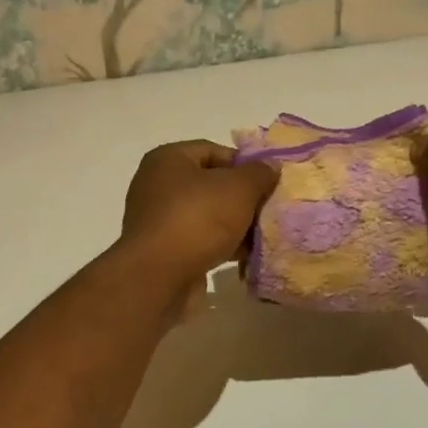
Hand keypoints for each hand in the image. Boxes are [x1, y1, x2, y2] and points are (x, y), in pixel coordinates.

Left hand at [118, 141, 278, 288]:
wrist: (158, 277)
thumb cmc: (197, 220)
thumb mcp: (238, 189)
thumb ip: (259, 174)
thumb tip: (270, 167)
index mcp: (168, 159)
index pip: (213, 150)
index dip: (244, 164)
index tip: (269, 182)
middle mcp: (157, 185)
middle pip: (211, 184)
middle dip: (242, 198)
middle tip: (269, 210)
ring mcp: (158, 220)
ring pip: (207, 216)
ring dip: (235, 225)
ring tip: (263, 236)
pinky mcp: (163, 251)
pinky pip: (199, 241)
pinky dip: (221, 246)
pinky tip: (245, 257)